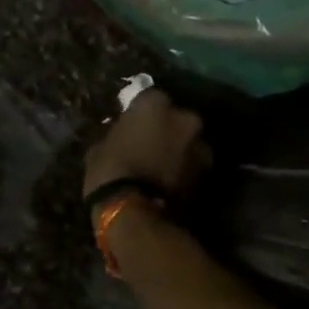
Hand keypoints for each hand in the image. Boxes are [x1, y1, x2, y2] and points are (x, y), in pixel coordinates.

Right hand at [84, 88, 210, 200]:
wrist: (133, 211)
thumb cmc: (110, 170)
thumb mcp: (101, 146)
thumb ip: (120, 133)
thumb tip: (123, 136)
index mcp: (155, 104)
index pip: (150, 98)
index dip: (142, 113)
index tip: (134, 124)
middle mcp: (184, 118)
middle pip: (177, 119)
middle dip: (168, 129)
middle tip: (152, 144)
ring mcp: (200, 145)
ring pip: (189, 142)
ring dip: (179, 150)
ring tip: (162, 166)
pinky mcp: (207, 173)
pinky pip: (193, 164)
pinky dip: (184, 169)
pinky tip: (168, 181)